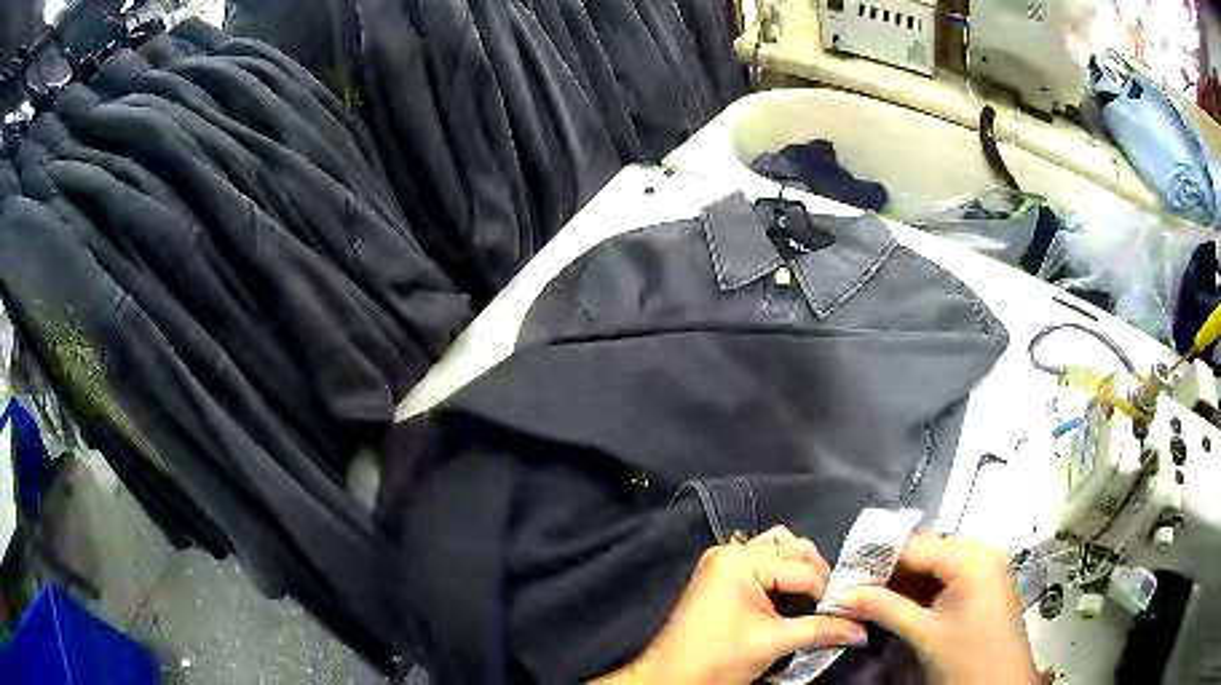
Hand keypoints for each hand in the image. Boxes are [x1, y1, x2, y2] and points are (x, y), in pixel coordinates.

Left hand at [596, 526, 866, 683]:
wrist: (670, 678)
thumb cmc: (717, 660)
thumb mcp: (773, 643)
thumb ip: (822, 630)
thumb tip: (862, 629)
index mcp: (741, 562)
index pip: (803, 568)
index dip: (828, 591)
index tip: (848, 611)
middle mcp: (731, 552)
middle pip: (792, 549)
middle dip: (817, 576)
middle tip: (831, 604)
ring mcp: (723, 562)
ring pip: (778, 551)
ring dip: (800, 571)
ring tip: (813, 600)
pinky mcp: (720, 576)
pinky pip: (761, 562)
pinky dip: (781, 575)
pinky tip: (791, 598)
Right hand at [836, 534, 1038, 684]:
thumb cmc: (967, 658)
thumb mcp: (925, 634)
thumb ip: (886, 608)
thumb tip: (843, 594)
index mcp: (972, 557)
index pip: (916, 545)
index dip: (878, 558)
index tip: (844, 572)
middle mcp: (981, 553)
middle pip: (926, 553)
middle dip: (889, 571)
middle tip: (852, 587)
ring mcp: (984, 570)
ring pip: (934, 567)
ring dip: (902, 583)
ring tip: (866, 596)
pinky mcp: (982, 588)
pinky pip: (945, 580)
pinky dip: (920, 592)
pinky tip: (895, 603)